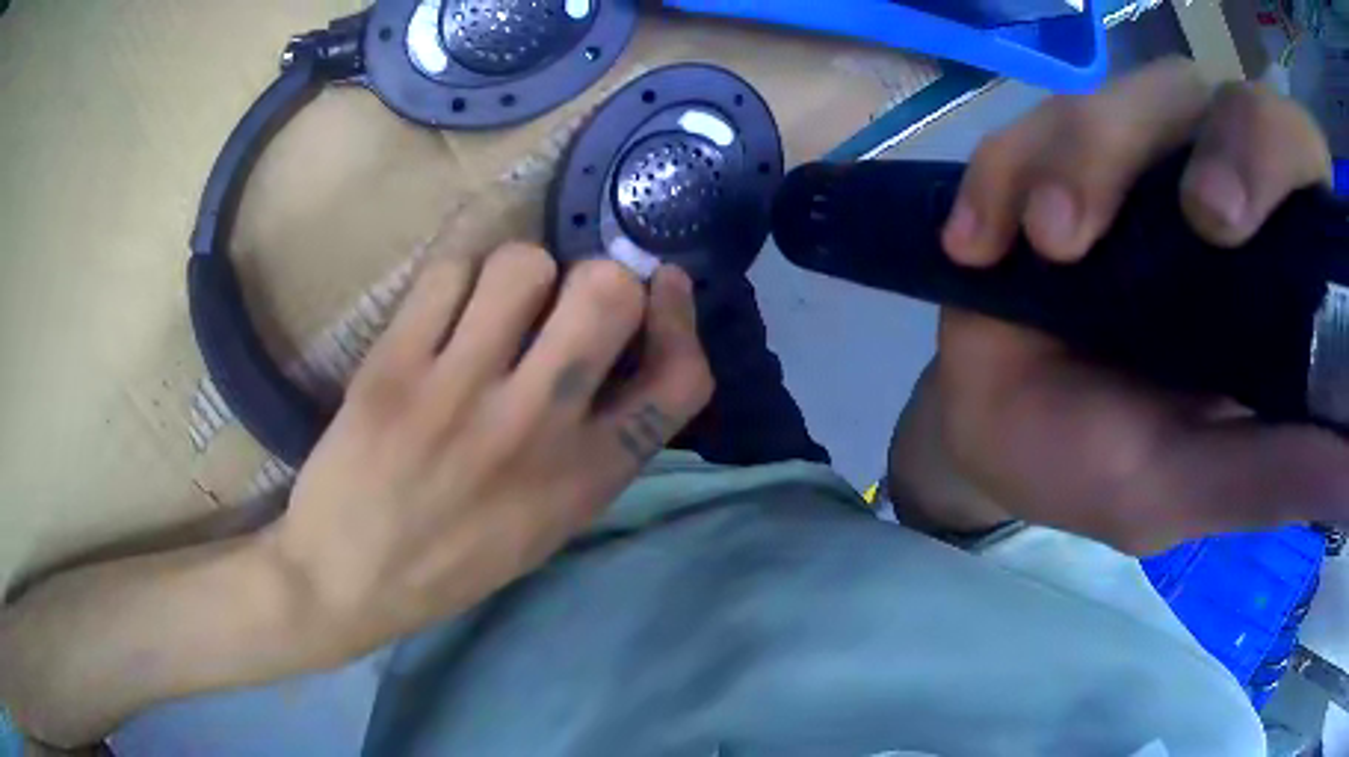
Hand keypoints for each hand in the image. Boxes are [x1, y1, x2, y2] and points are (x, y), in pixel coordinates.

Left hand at [275, 243, 711, 653]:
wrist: (348, 578)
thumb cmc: (452, 560)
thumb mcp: (549, 525)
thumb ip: (596, 447)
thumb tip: (618, 355)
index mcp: (585, 478)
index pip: (680, 380)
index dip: (681, 319)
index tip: (665, 287)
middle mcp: (535, 428)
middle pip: (608, 294)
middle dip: (600, 277)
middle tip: (566, 296)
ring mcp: (459, 393)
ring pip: (523, 264)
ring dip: (520, 271)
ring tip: (493, 302)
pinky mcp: (394, 367)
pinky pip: (446, 274)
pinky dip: (454, 278)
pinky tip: (440, 311)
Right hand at [891, 58, 1347, 553]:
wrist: (993, 435)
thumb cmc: (1097, 468)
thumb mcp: (1192, 489)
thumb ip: (1274, 478)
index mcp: (1269, 271)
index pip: (1300, 164)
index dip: (1279, 155)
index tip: (1231, 223)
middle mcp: (1214, 191)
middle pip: (1218, 99)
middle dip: (1204, 137)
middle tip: (1183, 213)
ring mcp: (1132, 164)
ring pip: (1125, 99)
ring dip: (1080, 159)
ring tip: (1047, 247)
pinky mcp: (1051, 158)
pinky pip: (1027, 129)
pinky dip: (1002, 174)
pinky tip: (978, 245)